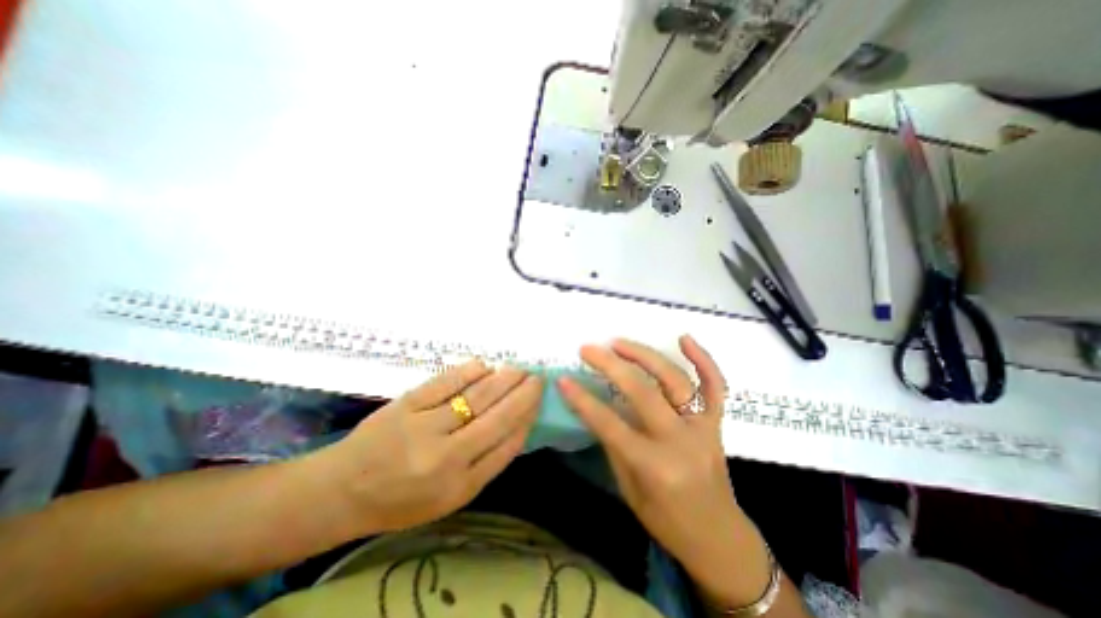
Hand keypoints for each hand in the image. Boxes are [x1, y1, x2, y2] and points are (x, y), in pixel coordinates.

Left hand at [315, 363, 540, 535]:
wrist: (341, 491)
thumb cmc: (402, 499)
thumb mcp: (451, 497)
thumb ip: (487, 463)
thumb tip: (518, 424)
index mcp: (459, 485)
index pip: (506, 445)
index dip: (527, 417)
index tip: (538, 400)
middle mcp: (445, 457)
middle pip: (496, 417)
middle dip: (522, 394)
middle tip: (537, 377)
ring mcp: (424, 427)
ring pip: (476, 396)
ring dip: (503, 379)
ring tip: (518, 368)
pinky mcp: (405, 405)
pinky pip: (445, 382)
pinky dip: (469, 371)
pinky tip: (484, 365)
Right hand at [561, 336, 737, 566]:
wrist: (719, 538)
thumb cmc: (668, 521)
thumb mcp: (629, 490)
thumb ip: (614, 444)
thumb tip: (597, 408)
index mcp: (654, 466)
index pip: (610, 423)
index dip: (583, 400)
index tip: (564, 380)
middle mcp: (680, 441)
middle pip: (642, 392)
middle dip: (610, 366)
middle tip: (588, 350)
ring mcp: (703, 427)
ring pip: (675, 380)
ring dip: (645, 355)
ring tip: (619, 342)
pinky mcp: (717, 422)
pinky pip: (715, 385)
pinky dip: (703, 359)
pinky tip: (685, 338)